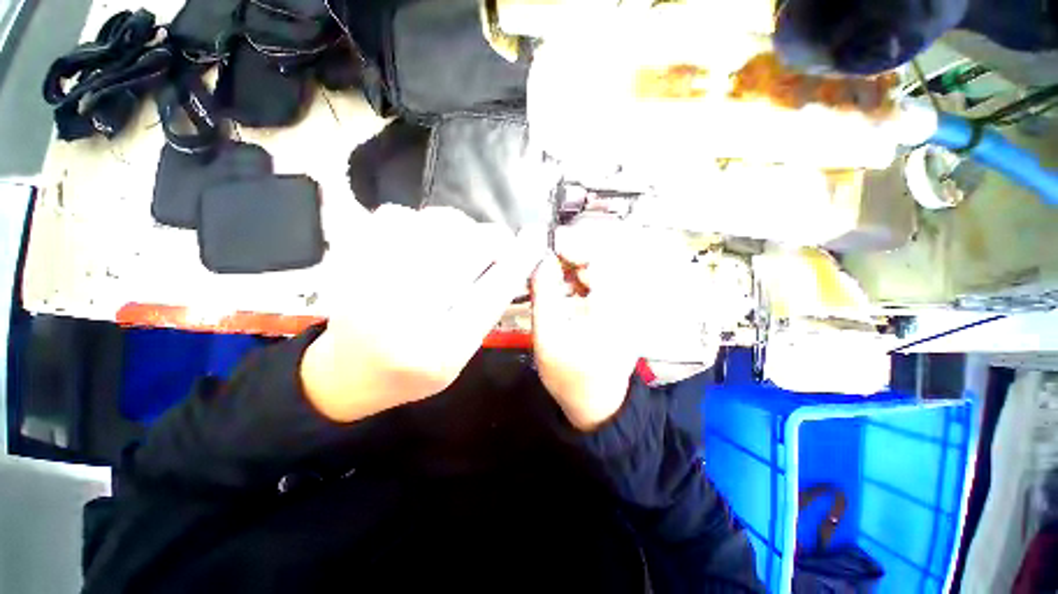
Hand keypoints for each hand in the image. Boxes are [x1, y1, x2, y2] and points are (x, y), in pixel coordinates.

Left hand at [301, 206, 542, 421]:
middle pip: (467, 248)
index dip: (518, 259)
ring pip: (435, 224)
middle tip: (496, 244)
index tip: (535, 237)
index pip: (492, 292)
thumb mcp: (459, 356)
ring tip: (456, 246)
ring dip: (458, 229)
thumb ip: (484, 313)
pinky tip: (418, 243)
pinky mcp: (349, 258)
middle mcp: (405, 312)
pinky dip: (419, 223)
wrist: (346, 373)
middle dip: (492, 239)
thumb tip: (508, 262)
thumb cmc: (412, 371)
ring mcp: (370, 279)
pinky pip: (398, 215)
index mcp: (440, 349)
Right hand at [531, 223, 655, 431]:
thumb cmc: (570, 376)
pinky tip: (562, 296)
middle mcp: (625, 300)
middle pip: (599, 261)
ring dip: (572, 272)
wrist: (595, 405)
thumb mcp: (548, 336)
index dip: (572, 246)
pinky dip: (578, 284)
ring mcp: (624, 306)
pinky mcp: (617, 312)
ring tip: (549, 282)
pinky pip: (598, 286)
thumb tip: (542, 260)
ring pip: (598, 272)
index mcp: (613, 305)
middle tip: (543, 266)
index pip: (599, 257)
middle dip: (568, 259)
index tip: (546, 248)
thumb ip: (544, 295)